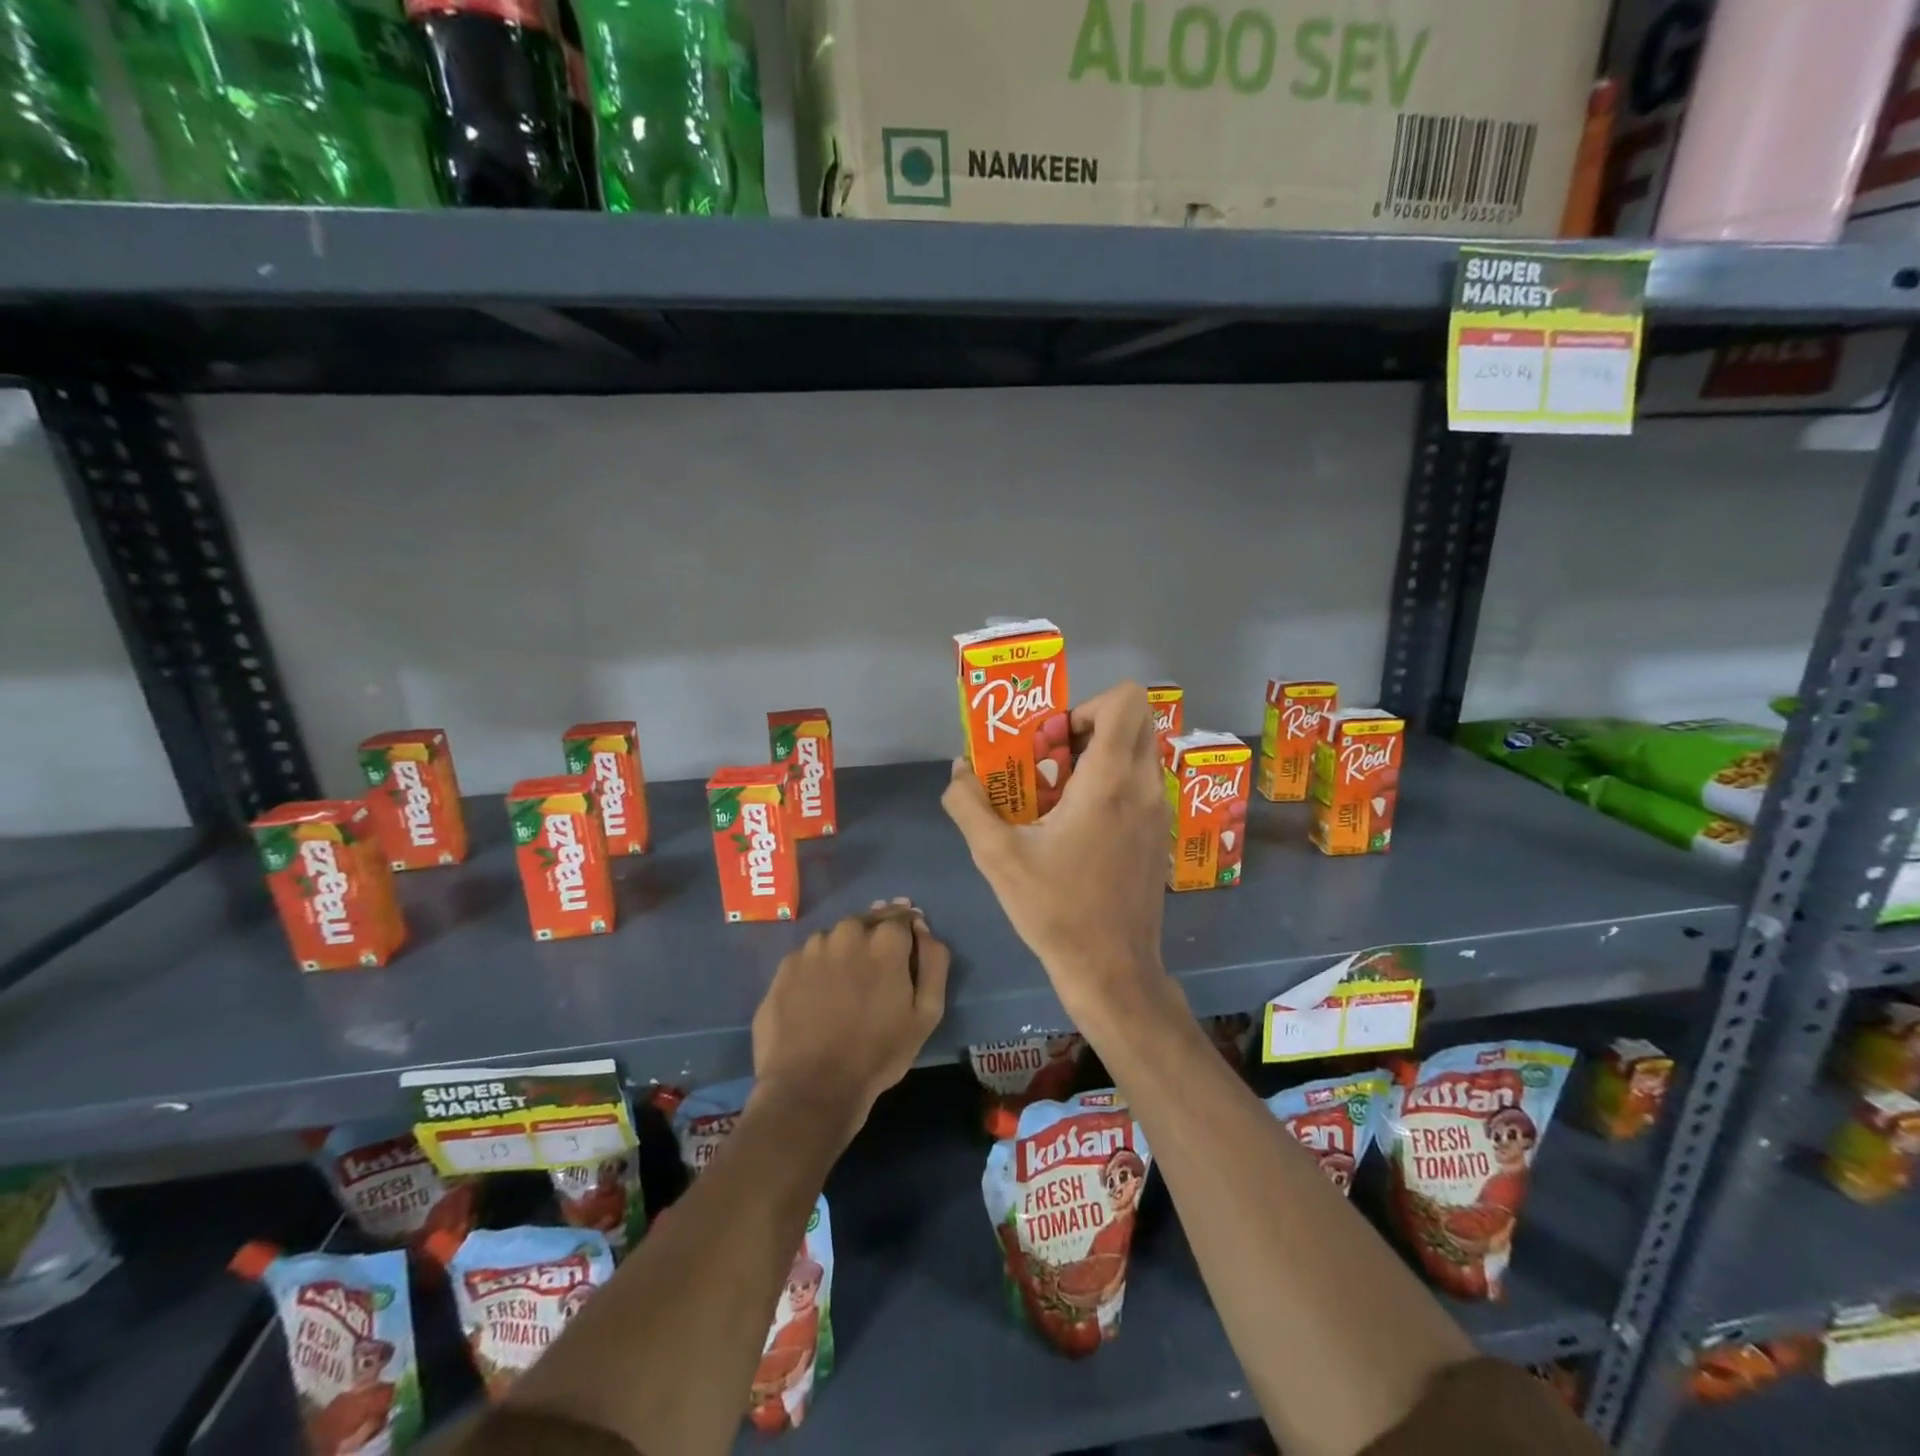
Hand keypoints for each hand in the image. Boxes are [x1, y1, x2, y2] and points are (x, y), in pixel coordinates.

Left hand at [750, 900, 949, 1146]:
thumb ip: (933, 962)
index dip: (907, 931)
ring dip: (845, 950)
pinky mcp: (785, 967)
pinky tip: (818, 995)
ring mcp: (812, 948)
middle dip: (876, 936)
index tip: (907, 949)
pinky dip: (818, 967)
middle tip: (877, 969)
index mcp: (885, 940)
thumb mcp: (926, 1014)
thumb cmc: (877, 1053)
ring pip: (836, 938)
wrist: (811, 1087)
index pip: (902, 916)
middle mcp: (847, 932)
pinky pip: (809, 957)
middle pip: (867, 922)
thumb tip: (922, 929)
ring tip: (846, 985)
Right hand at [942, 681, 1171, 1023]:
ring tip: (1057, 792)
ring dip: (1099, 756)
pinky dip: (1110, 783)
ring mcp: (1158, 811)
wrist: (1111, 969)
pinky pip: (1139, 783)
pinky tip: (1075, 824)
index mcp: (1110, 781)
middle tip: (1051, 759)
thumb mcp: (996, 856)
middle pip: (1134, 721)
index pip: (1126, 701)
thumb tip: (959, 770)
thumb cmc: (1055, 909)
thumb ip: (969, 804)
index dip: (1085, 705)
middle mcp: (1143, 786)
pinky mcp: (1157, 834)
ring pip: (1137, 752)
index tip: (1052, 740)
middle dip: (1089, 725)